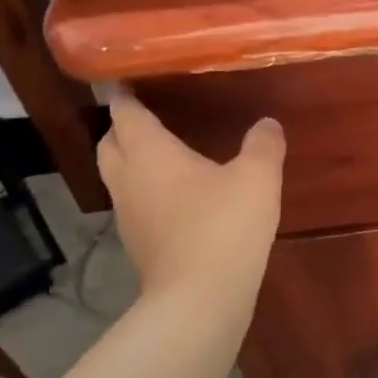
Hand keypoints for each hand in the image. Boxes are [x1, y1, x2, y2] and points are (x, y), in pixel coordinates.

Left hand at [98, 93, 284, 296]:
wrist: (200, 298)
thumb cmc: (224, 225)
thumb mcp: (257, 177)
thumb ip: (262, 145)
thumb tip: (268, 124)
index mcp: (148, 152)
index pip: (125, 112)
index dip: (126, 93)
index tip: (132, 79)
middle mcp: (128, 179)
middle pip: (110, 143)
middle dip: (123, 127)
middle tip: (150, 117)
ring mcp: (129, 215)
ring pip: (118, 176)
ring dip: (133, 162)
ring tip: (164, 156)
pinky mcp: (139, 244)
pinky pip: (135, 204)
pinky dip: (147, 192)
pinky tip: (178, 199)